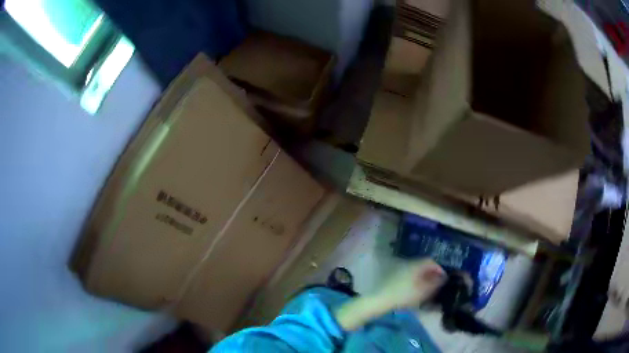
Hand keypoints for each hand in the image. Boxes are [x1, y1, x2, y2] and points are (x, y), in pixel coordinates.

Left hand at [375, 259, 446, 310]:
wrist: (380, 301)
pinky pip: (409, 277)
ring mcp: (400, 271)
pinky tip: (417, 292)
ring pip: (416, 272)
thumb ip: (435, 283)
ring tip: (429, 289)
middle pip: (423, 266)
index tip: (444, 278)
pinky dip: (416, 282)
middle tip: (438, 284)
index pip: (431, 261)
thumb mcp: (423, 291)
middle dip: (432, 274)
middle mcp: (408, 265)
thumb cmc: (404, 295)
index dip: (439, 268)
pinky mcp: (394, 279)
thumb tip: (444, 278)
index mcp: (416, 265)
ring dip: (424, 278)